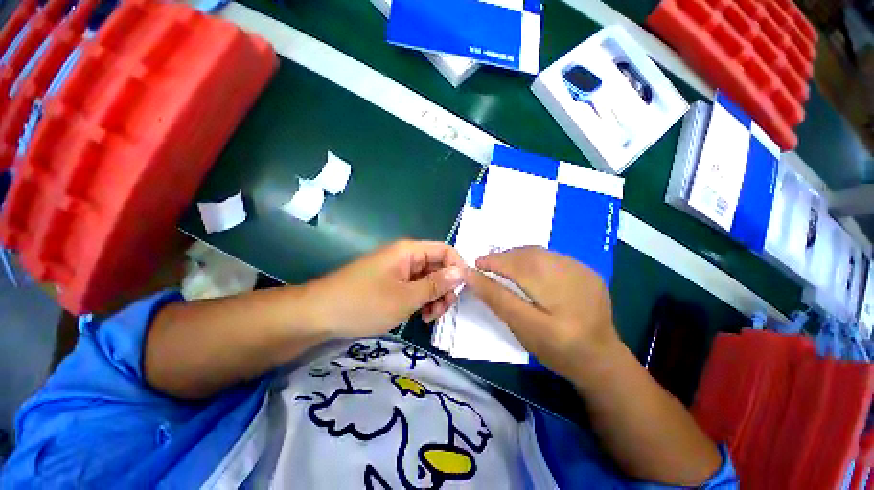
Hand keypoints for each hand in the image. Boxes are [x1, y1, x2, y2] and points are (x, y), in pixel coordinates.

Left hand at [301, 240, 465, 337]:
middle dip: (445, 287)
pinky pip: (414, 287)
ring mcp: (397, 270)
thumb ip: (436, 284)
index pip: (445, 251)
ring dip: (433, 296)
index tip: (462, 291)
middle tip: (441, 311)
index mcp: (409, 251)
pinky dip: (420, 300)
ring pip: (427, 279)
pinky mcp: (390, 283)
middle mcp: (405, 256)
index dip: (457, 268)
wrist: (319, 314)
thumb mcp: (405, 297)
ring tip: (429, 317)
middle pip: (437, 266)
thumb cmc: (364, 303)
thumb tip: (462, 272)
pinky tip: (418, 316)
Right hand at [465, 246, 619, 380]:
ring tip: (503, 265)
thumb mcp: (523, 328)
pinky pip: (552, 256)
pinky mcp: (588, 271)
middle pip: (529, 254)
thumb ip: (497, 299)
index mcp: (558, 295)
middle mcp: (574, 275)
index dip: (494, 262)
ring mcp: (584, 270)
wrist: (600, 358)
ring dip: (516, 256)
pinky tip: (527, 269)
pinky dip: (532, 258)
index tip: (476, 265)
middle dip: (503, 257)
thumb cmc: (557, 350)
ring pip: (539, 252)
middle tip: (487, 265)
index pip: (517, 267)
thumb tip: (471, 276)